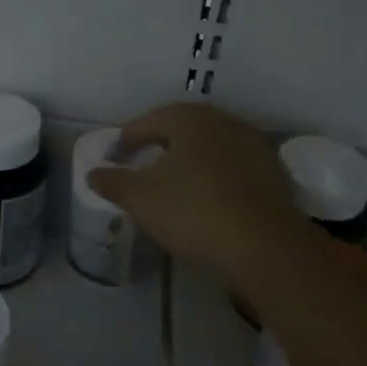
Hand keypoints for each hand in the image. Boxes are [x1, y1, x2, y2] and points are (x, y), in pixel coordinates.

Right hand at [88, 103, 315, 291]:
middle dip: (161, 144)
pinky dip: (215, 177)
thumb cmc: (194, 211)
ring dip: (190, 160)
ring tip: (174, 182)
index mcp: (189, 118)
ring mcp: (253, 146)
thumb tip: (93, 173)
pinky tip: (206, 199)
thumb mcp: (140, 198)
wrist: (265, 247)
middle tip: (142, 163)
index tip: (116, 154)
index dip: (128, 137)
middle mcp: (223, 122)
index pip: (149, 121)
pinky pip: (232, 168)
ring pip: (211, 147)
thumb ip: (112, 182)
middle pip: (183, 129)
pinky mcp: (273, 174)